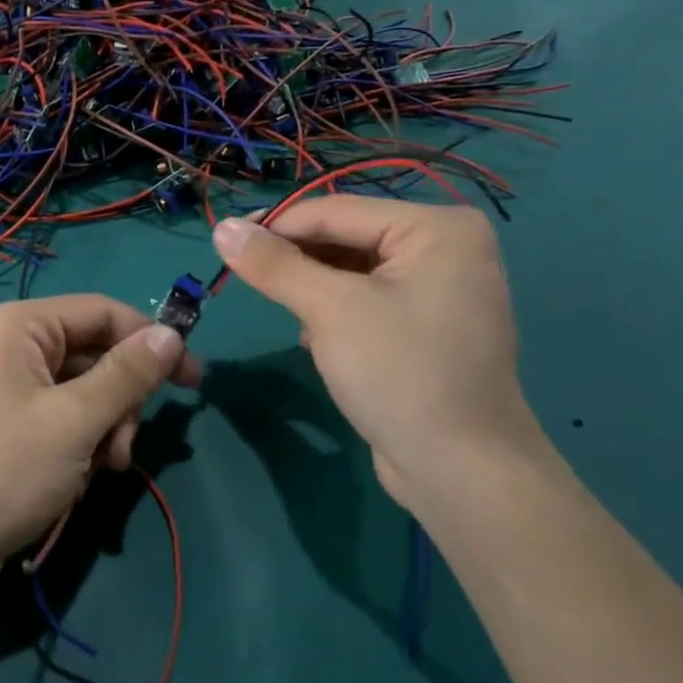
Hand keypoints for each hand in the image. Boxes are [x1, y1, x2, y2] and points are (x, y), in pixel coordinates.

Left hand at [0, 296, 199, 574]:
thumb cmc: (4, 471)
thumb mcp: (75, 421)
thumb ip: (128, 374)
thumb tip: (172, 333)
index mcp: (18, 326)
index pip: (102, 312)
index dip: (151, 340)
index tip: (192, 381)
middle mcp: (10, 344)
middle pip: (95, 352)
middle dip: (121, 399)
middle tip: (123, 446)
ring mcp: (6, 384)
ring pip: (84, 389)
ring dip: (105, 426)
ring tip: (103, 467)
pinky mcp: (8, 422)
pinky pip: (63, 414)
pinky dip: (82, 441)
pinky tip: (81, 476)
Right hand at [211, 199, 541, 503]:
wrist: (461, 471)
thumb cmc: (400, 373)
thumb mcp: (329, 310)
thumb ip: (274, 264)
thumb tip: (221, 228)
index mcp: (437, 228)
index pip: (336, 211)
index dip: (276, 225)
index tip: (223, 242)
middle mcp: (445, 248)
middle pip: (346, 237)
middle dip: (297, 261)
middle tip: (245, 278)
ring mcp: (440, 289)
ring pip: (352, 270)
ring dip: (313, 289)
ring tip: (287, 314)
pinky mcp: (427, 326)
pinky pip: (367, 299)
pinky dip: (334, 311)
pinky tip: (316, 339)